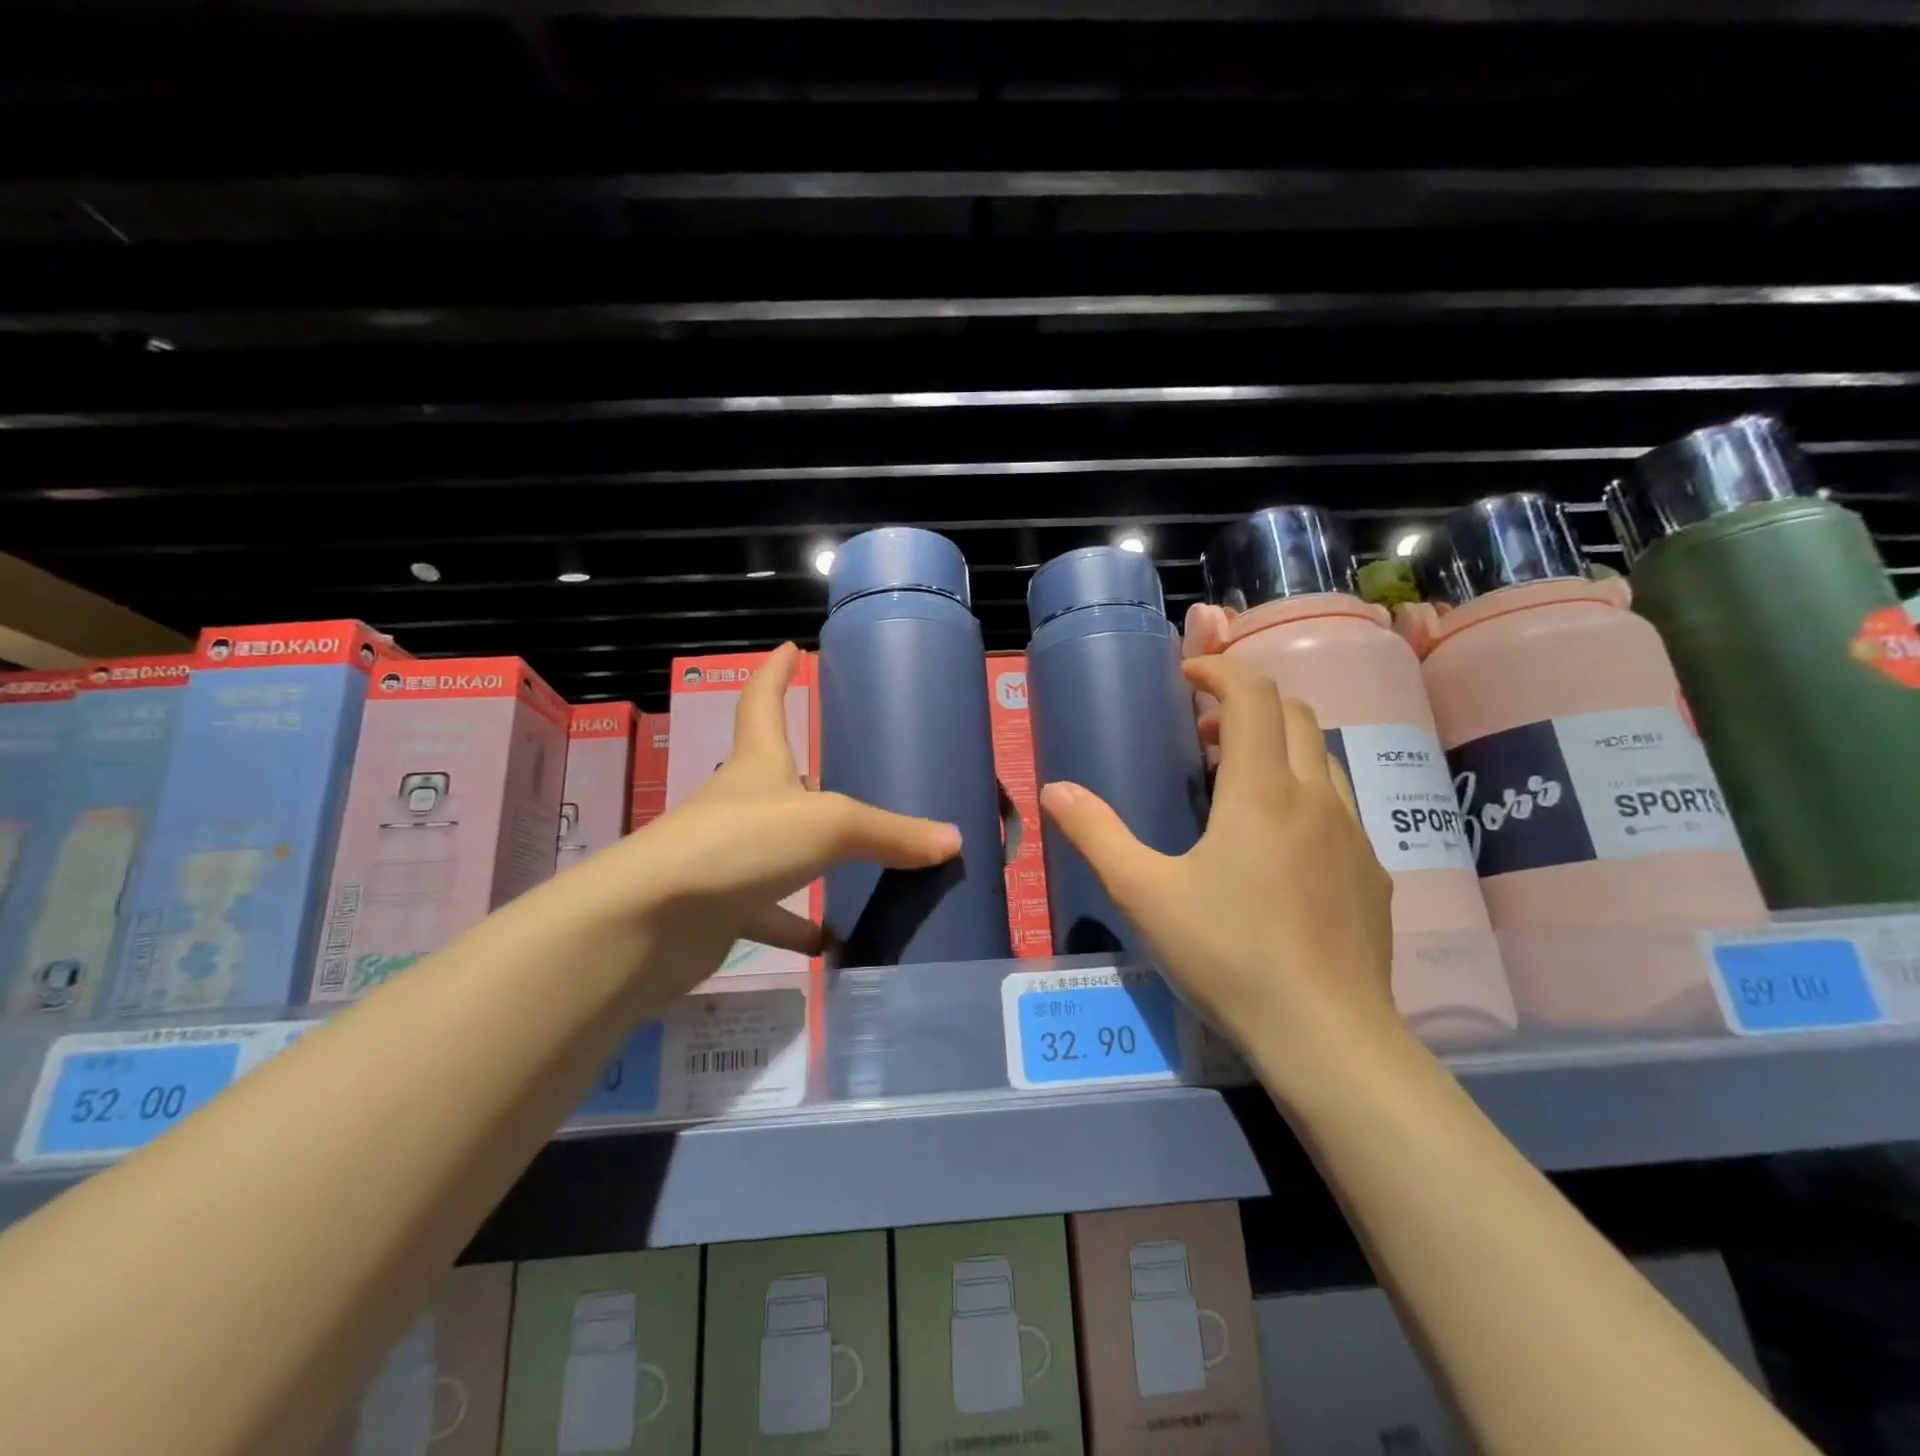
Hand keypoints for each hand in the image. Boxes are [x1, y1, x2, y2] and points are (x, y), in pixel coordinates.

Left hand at [576, 643, 960, 992]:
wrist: (651, 922)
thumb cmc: (740, 843)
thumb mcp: (828, 826)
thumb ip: (891, 833)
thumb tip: (953, 840)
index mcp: (758, 764)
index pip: (763, 701)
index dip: (776, 672)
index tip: (790, 647)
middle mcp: (739, 803)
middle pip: (773, 775)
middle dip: (804, 771)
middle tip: (847, 770)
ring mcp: (727, 857)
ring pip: (778, 849)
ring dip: (811, 857)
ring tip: (860, 864)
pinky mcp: (721, 907)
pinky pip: (769, 915)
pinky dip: (798, 927)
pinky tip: (832, 942)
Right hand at [1038, 654, 1398, 1091]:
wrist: (1328, 1036)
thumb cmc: (1228, 956)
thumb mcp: (1144, 894)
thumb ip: (1097, 835)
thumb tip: (1054, 789)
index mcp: (1261, 791)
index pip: (1253, 694)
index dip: (1219, 669)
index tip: (1187, 676)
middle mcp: (1316, 796)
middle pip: (1293, 713)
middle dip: (1246, 703)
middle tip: (1203, 733)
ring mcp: (1354, 834)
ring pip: (1322, 756)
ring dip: (1277, 746)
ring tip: (1236, 781)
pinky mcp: (1373, 872)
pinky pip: (1339, 805)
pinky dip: (1303, 791)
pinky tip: (1277, 844)